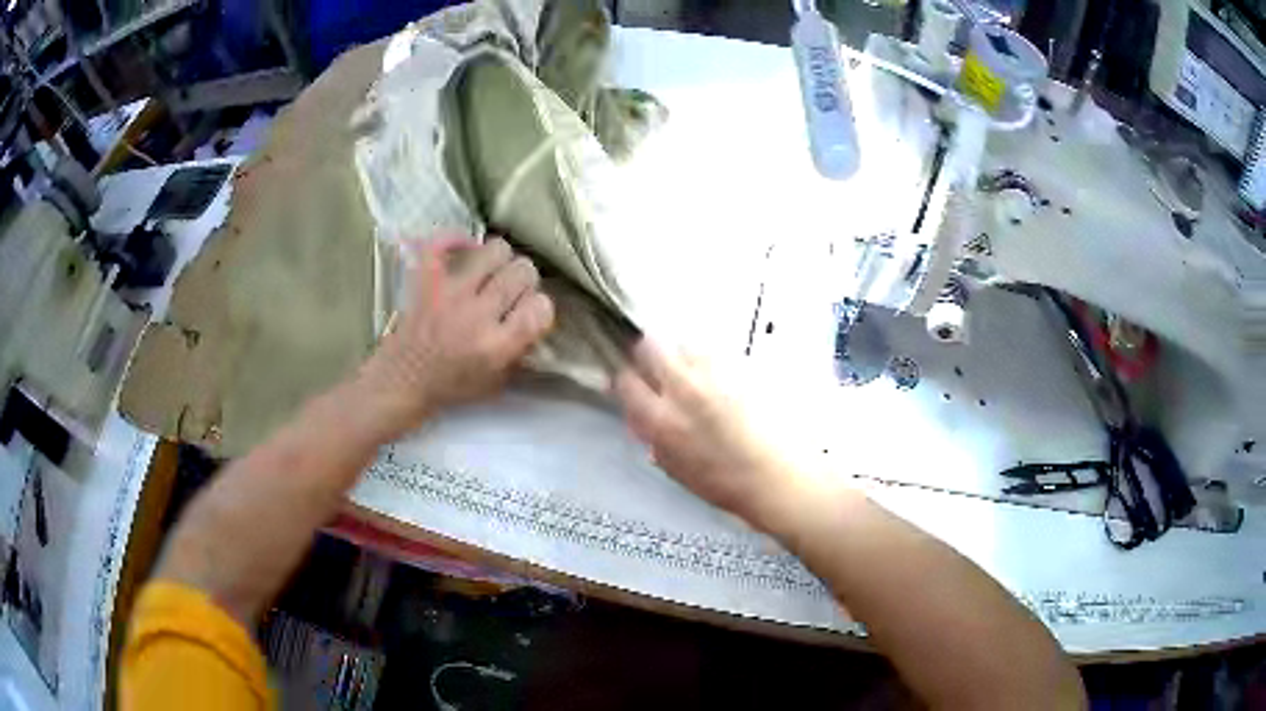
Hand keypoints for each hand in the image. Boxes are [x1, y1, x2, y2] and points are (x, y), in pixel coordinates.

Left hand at [358, 237, 554, 437]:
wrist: (402, 381)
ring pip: (495, 250)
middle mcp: (477, 315)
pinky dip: (454, 241)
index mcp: (497, 346)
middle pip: (522, 272)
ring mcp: (450, 293)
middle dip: (524, 280)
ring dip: (500, 259)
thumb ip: (520, 351)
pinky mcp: (427, 280)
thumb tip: (536, 319)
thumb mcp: (496, 382)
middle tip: (513, 290)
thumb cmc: (450, 386)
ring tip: (491, 271)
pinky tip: (462, 251)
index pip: (541, 307)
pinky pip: (443, 244)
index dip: (541, 307)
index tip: (531, 313)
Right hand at [613, 340, 812, 531]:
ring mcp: (714, 373)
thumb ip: (654, 440)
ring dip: (681, 357)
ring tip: (693, 377)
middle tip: (653, 366)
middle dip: (646, 353)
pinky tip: (722, 383)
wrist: (780, 477)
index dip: (623, 378)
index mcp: (662, 420)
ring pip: (684, 345)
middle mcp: (684, 388)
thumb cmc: (728, 485)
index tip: (627, 381)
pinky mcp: (742, 366)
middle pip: (650, 346)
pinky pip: (715, 354)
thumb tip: (643, 421)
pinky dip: (711, 363)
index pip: (626, 381)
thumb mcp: (678, 470)